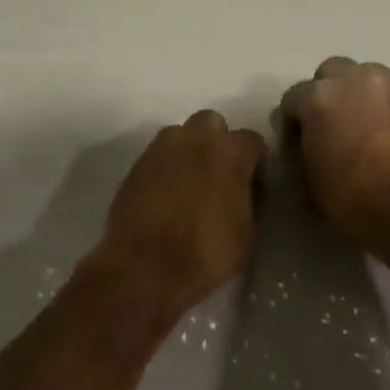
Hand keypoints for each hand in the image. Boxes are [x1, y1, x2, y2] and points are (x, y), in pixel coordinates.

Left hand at [92, 111, 266, 316]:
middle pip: (212, 123)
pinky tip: (165, 195)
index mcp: (229, 153)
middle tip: (218, 173)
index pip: (252, 140)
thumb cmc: (205, 253)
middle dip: (217, 141)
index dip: (254, 160)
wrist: (144, 267)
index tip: (252, 180)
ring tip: (189, 182)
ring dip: (188, 150)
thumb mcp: (246, 232)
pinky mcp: (134, 166)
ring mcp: (159, 150)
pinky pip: (156, 156)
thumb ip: (247, 198)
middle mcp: (194, 140)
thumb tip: (242, 189)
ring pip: (179, 135)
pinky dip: (165, 168)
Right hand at [281, 57, 389, 244]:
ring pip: (366, 79)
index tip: (297, 142)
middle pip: (332, 72)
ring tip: (360, 127)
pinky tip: (386, 138)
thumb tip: (309, 142)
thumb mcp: (308, 176)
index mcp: (319, 97)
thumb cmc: (349, 196)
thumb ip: (304, 147)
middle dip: (327, 93)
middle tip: (329, 124)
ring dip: (359, 96)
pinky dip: (384, 111)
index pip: (293, 98)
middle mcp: (355, 80)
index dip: (292, 121)